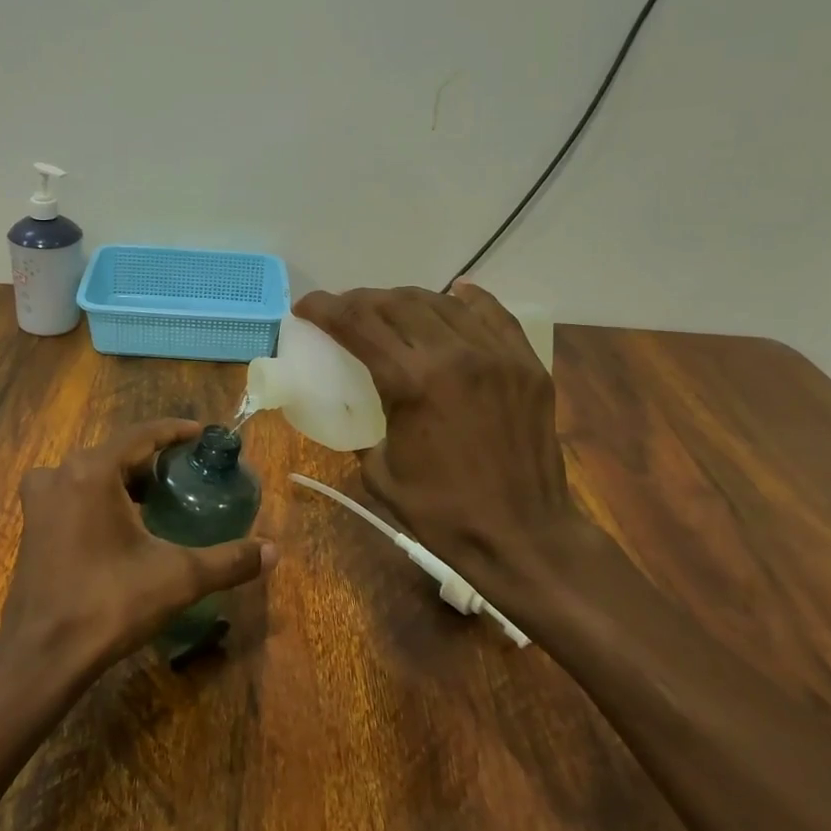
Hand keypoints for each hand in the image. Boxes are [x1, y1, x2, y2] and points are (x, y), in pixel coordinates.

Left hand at [0, 420, 275, 675]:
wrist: (43, 655)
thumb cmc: (110, 604)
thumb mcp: (178, 578)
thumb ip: (229, 560)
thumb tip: (274, 551)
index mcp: (92, 470)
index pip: (142, 434)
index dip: (175, 431)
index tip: (202, 434)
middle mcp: (61, 473)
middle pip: (116, 452)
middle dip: (152, 458)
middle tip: (187, 471)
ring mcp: (41, 499)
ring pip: (93, 472)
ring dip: (125, 478)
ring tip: (159, 494)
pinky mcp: (32, 524)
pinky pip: (73, 493)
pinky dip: (100, 495)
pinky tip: (122, 522)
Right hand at [293, 285, 603, 610]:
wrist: (522, 536)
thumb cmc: (442, 513)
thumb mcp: (379, 472)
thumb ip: (365, 428)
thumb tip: (363, 410)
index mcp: (412, 382)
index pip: (357, 323)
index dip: (324, 308)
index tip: (305, 306)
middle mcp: (454, 355)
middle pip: (396, 303)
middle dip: (360, 300)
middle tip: (344, 311)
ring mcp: (496, 355)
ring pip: (442, 302)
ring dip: (406, 299)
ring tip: (390, 309)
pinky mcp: (525, 365)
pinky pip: (493, 315)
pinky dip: (467, 300)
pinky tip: (454, 294)